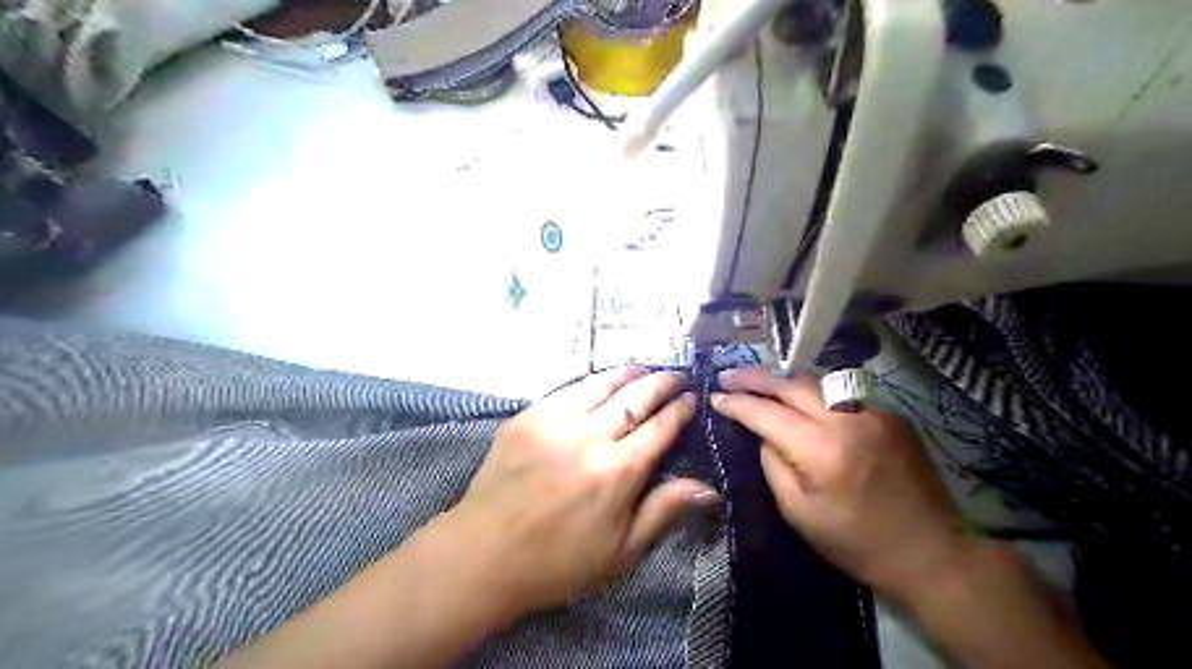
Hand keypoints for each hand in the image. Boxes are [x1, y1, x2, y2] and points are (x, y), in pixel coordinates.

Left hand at [453, 369, 721, 618]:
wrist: (484, 553)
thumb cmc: (558, 562)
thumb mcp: (621, 551)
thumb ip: (664, 512)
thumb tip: (708, 488)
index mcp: (619, 471)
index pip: (660, 427)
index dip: (680, 409)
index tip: (692, 398)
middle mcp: (591, 436)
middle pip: (636, 398)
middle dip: (662, 383)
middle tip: (677, 375)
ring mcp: (556, 420)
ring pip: (603, 384)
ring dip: (630, 374)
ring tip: (645, 370)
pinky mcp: (529, 415)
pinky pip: (569, 388)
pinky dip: (593, 382)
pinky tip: (603, 381)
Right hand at [712, 367, 961, 601]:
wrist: (932, 552)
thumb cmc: (856, 543)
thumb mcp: (799, 513)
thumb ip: (774, 464)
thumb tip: (763, 434)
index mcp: (822, 449)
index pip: (766, 413)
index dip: (737, 403)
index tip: (715, 397)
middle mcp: (847, 419)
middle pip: (791, 384)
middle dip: (755, 378)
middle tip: (728, 375)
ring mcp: (873, 412)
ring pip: (817, 383)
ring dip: (784, 382)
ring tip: (759, 383)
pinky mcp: (891, 415)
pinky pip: (842, 396)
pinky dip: (815, 395)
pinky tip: (803, 403)